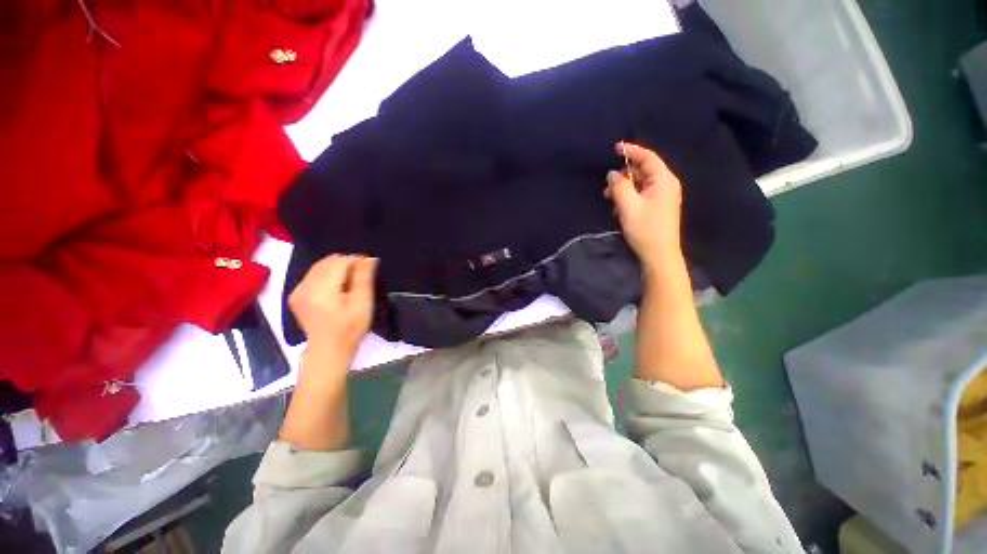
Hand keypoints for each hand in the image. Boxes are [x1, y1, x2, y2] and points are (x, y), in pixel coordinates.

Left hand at [288, 255, 377, 360]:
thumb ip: (364, 278)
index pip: (339, 262)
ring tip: (350, 282)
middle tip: (362, 275)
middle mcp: (305, 286)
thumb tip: (369, 258)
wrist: (329, 350)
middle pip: (328, 261)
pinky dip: (327, 275)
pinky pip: (313, 275)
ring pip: (320, 266)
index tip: (370, 266)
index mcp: (322, 290)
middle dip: (346, 263)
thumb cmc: (350, 328)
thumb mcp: (363, 303)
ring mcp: (297, 291)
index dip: (356, 260)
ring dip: (337, 268)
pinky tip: (337, 288)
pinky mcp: (296, 295)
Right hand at [605, 142, 683, 268]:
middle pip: (644, 171)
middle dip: (624, 175)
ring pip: (641, 184)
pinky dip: (629, 197)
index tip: (615, 148)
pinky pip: (641, 194)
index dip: (631, 151)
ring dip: (624, 188)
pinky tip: (618, 208)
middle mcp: (666, 185)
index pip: (648, 158)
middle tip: (607, 185)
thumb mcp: (628, 206)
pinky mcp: (658, 207)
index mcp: (663, 180)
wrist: (659, 255)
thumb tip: (612, 173)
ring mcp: (663, 197)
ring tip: (609, 198)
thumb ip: (619, 186)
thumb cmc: (645, 229)